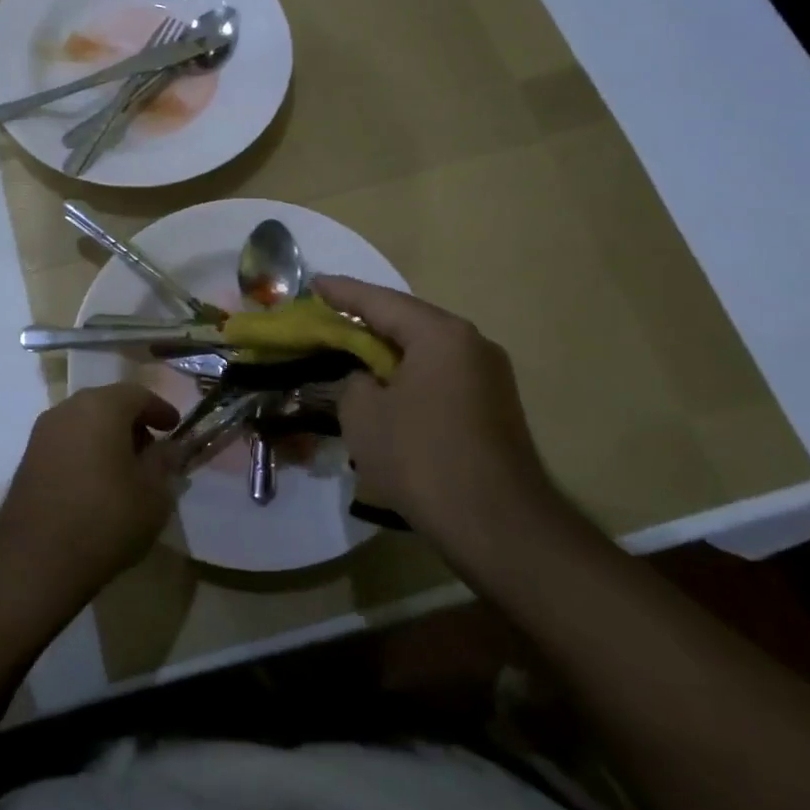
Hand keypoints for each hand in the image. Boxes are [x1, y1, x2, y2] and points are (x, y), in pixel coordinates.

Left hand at [0, 384, 179, 596]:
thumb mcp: (153, 494)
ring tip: (126, 470)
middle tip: (152, 450)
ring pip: (84, 423)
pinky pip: (66, 444)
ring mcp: (42, 434)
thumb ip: (164, 463)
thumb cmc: (105, 518)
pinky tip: (97, 483)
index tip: (175, 428)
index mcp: (101, 406)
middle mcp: (68, 409)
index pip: (138, 394)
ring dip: (107, 438)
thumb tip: (170, 448)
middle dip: (133, 423)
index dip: (160, 410)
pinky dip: (86, 452)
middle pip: (108, 404)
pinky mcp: (27, 460)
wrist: (35, 559)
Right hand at [314, 276, 562, 574]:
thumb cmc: (421, 458)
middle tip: (327, 316)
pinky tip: (386, 388)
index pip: (379, 301)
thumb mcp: (363, 414)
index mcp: (440, 334)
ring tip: (351, 350)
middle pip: (408, 321)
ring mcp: (489, 376)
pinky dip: (409, 375)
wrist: (498, 526)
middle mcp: (472, 344)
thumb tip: (366, 380)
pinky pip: (440, 375)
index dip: (341, 292)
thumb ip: (353, 382)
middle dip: (366, 320)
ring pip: (426, 350)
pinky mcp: (494, 408)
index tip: (311, 283)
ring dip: (388, 350)